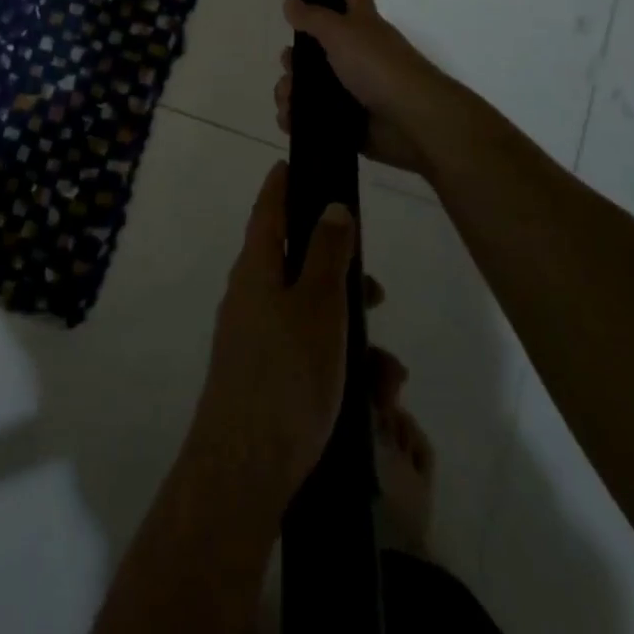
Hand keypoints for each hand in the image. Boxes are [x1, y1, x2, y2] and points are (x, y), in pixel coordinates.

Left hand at [187, 161, 358, 510]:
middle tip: (374, 288)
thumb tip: (330, 204)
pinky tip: (373, 398)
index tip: (296, 162)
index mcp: (256, 267)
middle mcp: (250, 295)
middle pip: (296, 263)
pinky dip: (340, 364)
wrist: (244, 471)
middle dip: (340, 273)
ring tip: (388, 371)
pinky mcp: (265, 376)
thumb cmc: (286, 376)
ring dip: (351, 332)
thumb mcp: (318, 306)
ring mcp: (254, 338)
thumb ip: (326, 252)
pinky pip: (308, 354)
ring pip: (311, 315)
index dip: (282, 183)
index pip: (267, 209)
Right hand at [274, 0, 456, 177]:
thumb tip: (290, 3)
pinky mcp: (348, 121)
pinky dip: (297, 118)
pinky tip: (290, 118)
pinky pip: (313, 116)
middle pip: (316, 45)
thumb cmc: (380, 67)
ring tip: (288, 99)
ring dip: (290, 90)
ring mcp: (352, 88)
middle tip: (289, 63)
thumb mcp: (342, 33)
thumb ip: (313, 18)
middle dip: (294, 55)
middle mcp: (356, 53)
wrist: (413, 122)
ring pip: (309, 83)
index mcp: (360, 23)